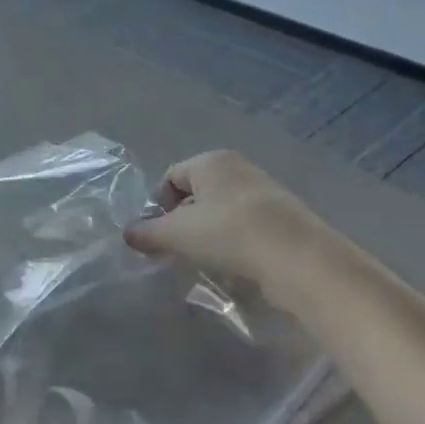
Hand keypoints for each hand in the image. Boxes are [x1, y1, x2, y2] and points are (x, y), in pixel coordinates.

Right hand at [124, 149, 329, 294]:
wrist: (297, 258)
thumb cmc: (228, 234)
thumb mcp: (176, 235)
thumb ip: (147, 233)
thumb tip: (127, 233)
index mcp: (211, 160)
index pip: (170, 177)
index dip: (157, 207)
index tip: (157, 236)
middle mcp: (238, 167)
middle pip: (196, 193)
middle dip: (182, 221)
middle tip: (178, 250)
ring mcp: (264, 190)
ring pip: (221, 210)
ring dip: (208, 233)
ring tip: (205, 259)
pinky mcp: (283, 216)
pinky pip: (245, 224)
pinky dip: (233, 240)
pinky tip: (234, 263)